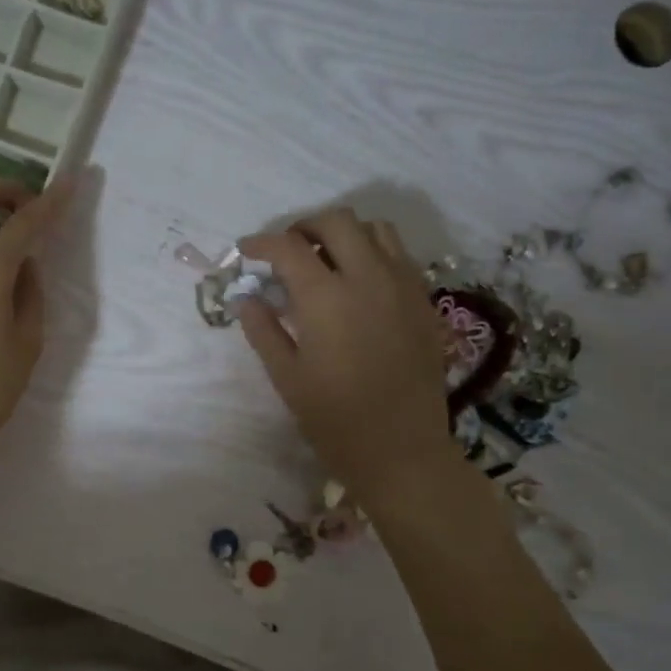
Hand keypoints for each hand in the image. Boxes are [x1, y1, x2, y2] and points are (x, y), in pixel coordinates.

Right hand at [238, 209, 455, 502]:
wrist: (401, 450)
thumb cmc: (335, 420)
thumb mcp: (287, 378)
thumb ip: (263, 330)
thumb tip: (246, 298)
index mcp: (326, 298)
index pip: (288, 247)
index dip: (261, 243)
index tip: (247, 250)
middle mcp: (368, 278)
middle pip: (336, 221)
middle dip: (304, 226)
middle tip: (286, 250)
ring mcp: (402, 286)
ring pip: (375, 229)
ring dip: (344, 233)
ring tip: (326, 258)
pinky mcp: (423, 301)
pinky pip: (399, 255)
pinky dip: (373, 252)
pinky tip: (359, 282)